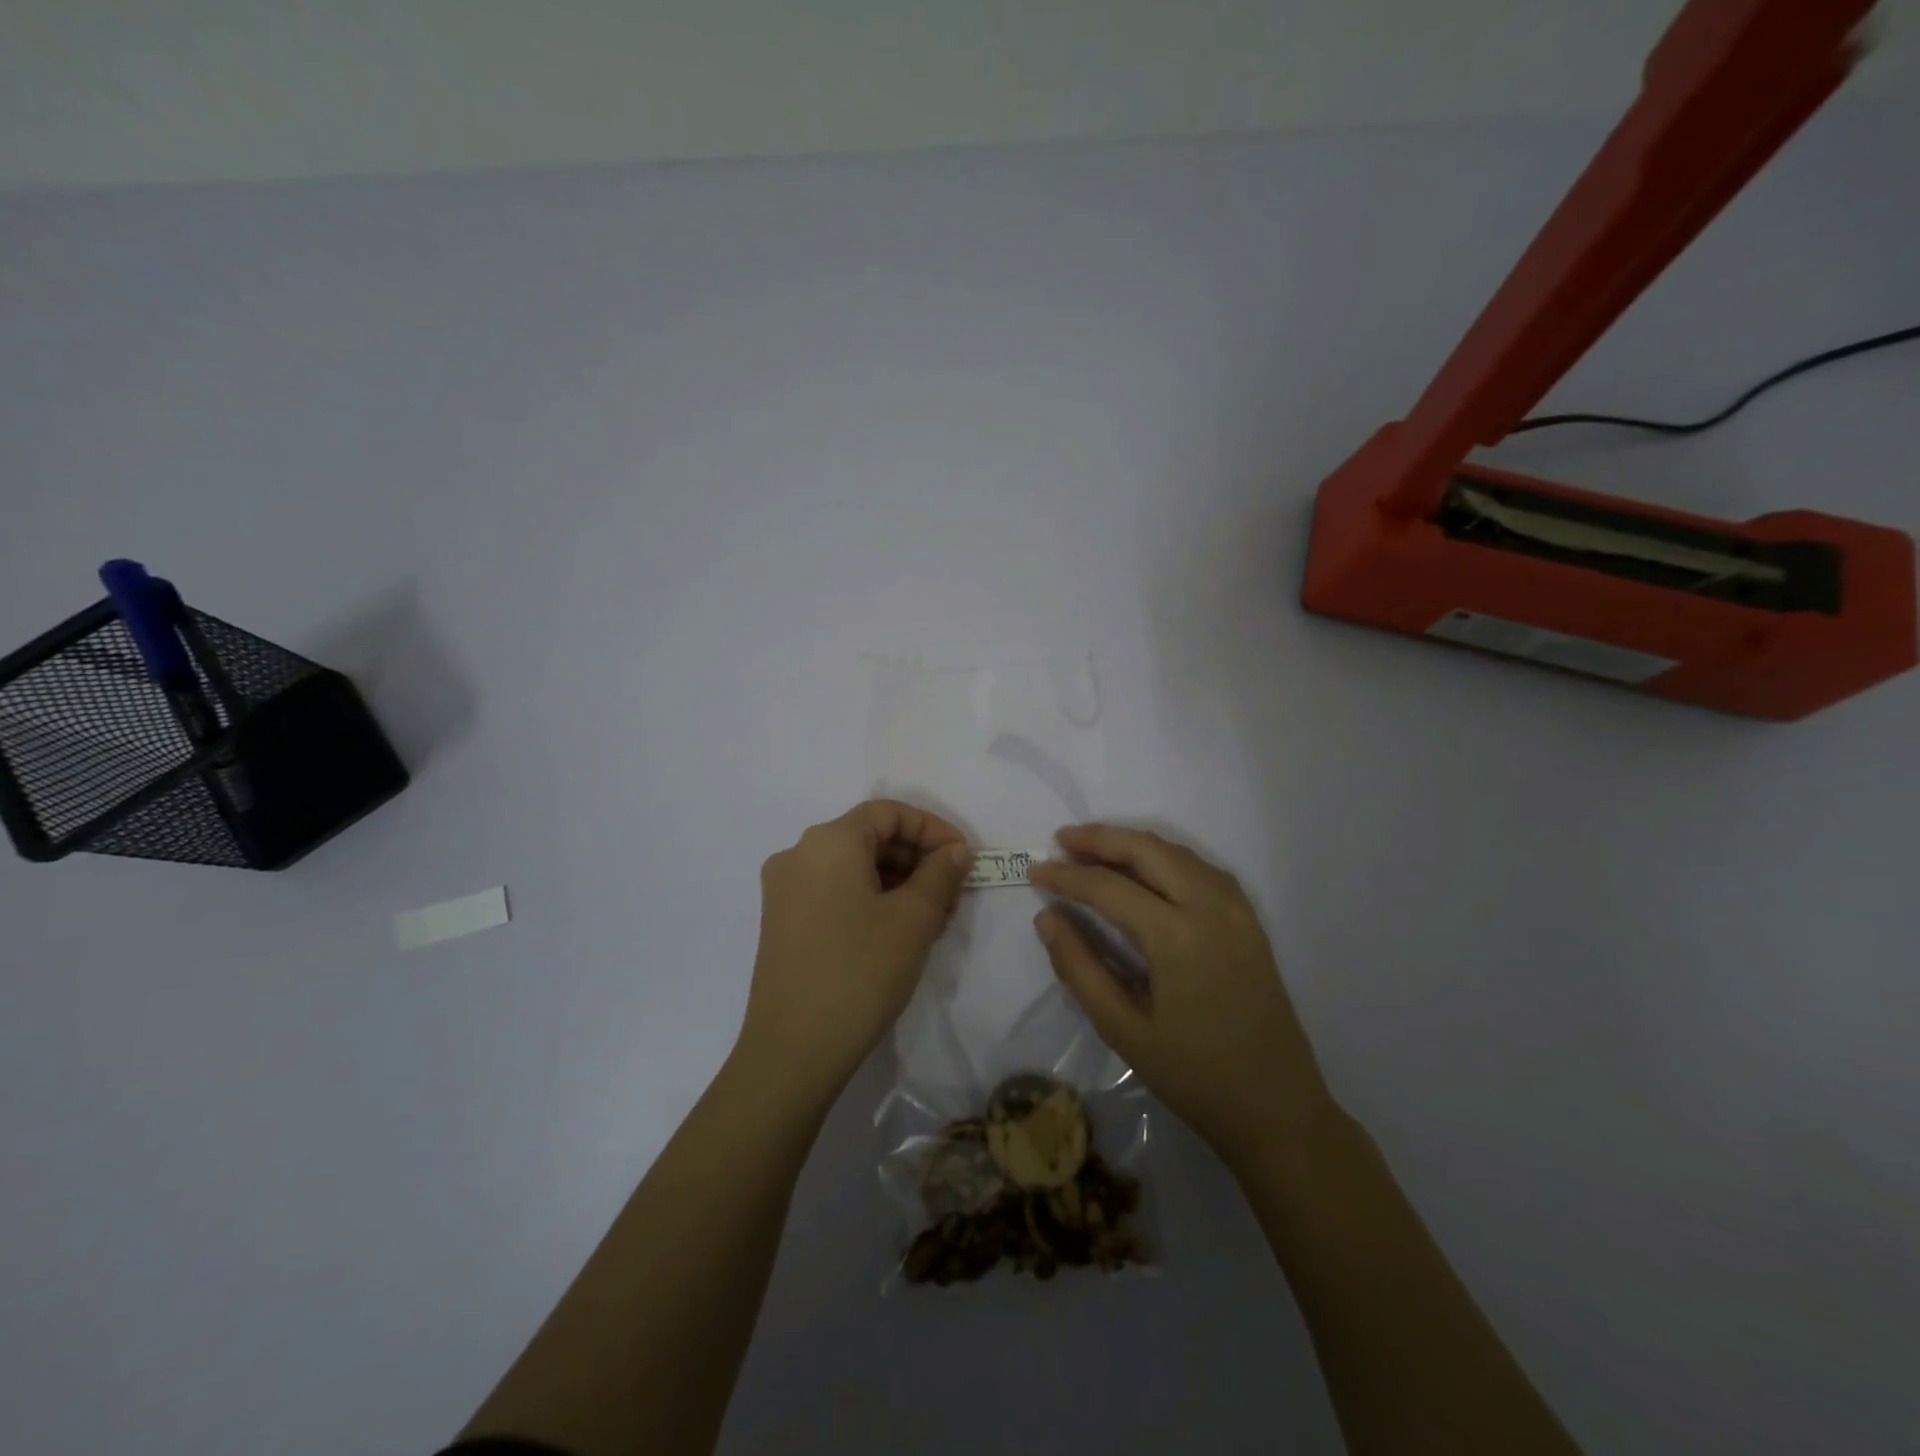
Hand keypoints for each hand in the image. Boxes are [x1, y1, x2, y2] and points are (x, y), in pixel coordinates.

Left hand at [738, 800, 973, 1098]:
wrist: (793, 1051)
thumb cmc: (860, 971)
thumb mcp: (914, 919)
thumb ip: (941, 874)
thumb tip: (955, 850)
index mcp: (828, 841)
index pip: (888, 812)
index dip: (933, 828)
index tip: (965, 858)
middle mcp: (799, 854)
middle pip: (869, 838)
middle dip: (918, 860)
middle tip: (954, 894)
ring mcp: (785, 890)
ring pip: (853, 867)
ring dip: (898, 882)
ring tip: (934, 919)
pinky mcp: (781, 922)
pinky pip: (835, 892)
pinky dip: (871, 899)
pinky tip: (899, 932)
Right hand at [1030, 825, 1331, 1166]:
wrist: (1279, 1110)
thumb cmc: (1195, 1077)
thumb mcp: (1123, 1030)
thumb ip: (1080, 967)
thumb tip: (1047, 917)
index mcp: (1178, 936)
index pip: (1108, 887)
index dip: (1066, 876)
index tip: (1033, 870)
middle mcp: (1211, 907)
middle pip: (1147, 850)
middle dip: (1100, 839)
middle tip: (1060, 841)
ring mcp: (1237, 910)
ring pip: (1177, 853)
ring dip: (1133, 845)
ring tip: (1093, 850)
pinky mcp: (1249, 920)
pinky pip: (1201, 869)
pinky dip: (1166, 858)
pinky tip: (1145, 870)